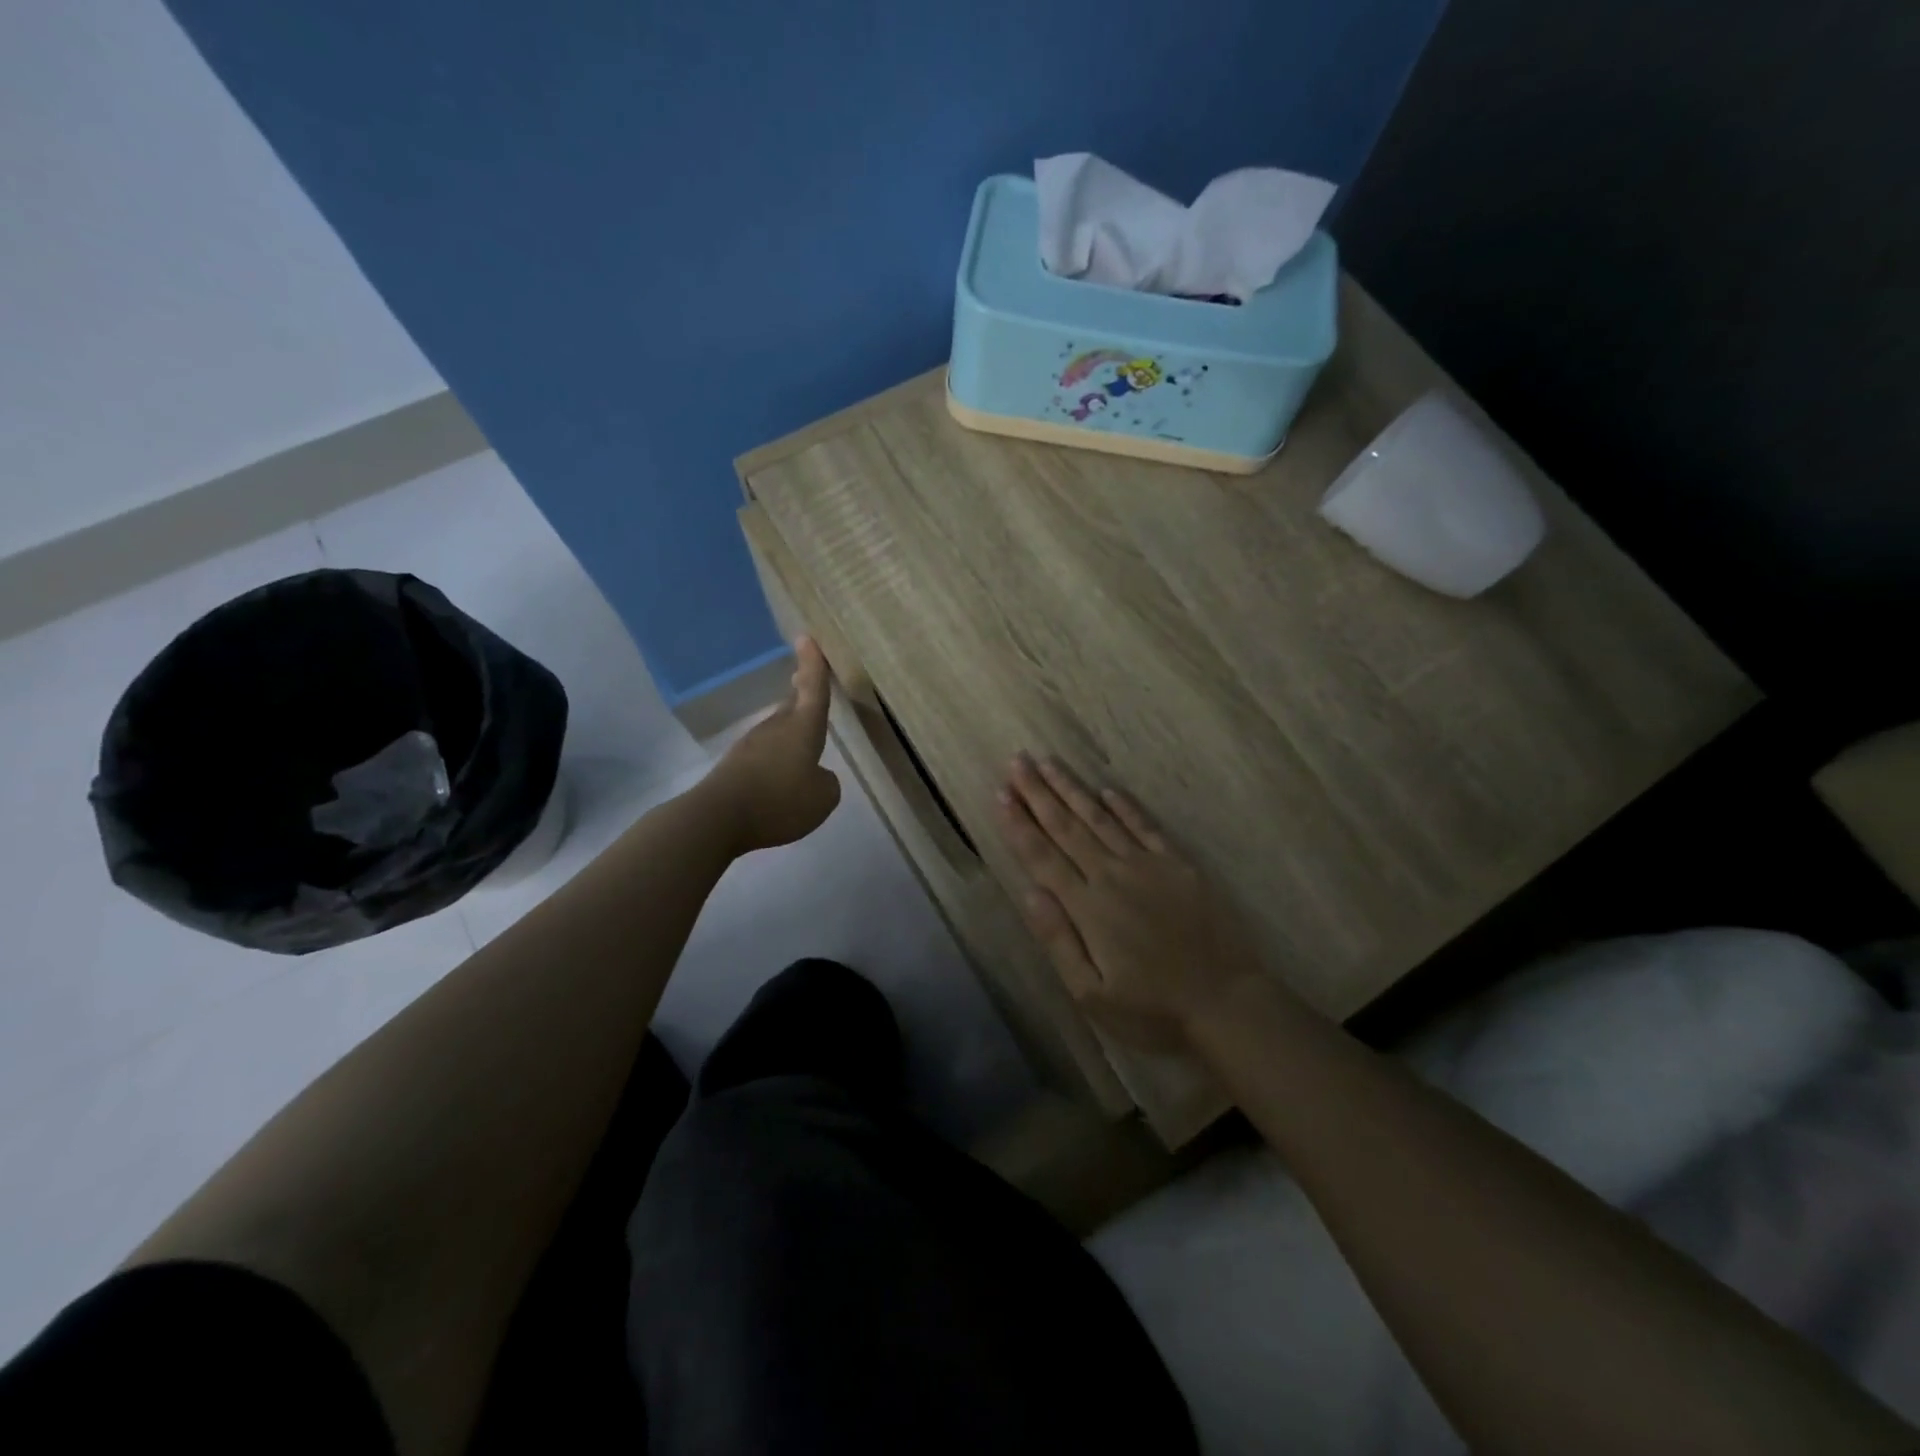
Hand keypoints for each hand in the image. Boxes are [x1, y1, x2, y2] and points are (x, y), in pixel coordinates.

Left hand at [703, 638, 841, 854]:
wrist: (717, 818)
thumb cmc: (779, 801)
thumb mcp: (823, 798)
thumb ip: (827, 782)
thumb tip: (817, 776)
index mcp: (802, 728)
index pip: (813, 689)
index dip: (813, 665)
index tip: (806, 637)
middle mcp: (776, 728)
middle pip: (793, 706)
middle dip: (802, 695)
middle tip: (808, 684)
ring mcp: (752, 745)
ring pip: (778, 730)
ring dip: (790, 731)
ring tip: (802, 744)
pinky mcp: (735, 765)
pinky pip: (764, 755)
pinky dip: (776, 758)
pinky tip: (780, 779)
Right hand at [997, 754, 1266, 1050]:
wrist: (1226, 1002)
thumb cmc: (1152, 1009)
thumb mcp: (1092, 994)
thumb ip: (1058, 940)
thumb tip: (1030, 892)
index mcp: (1087, 906)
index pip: (1043, 856)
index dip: (1019, 824)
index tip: (1000, 793)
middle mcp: (1112, 875)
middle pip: (1067, 827)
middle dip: (1038, 793)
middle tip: (1017, 760)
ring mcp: (1148, 865)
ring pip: (1100, 818)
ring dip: (1072, 789)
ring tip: (1049, 763)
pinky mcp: (1179, 865)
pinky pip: (1145, 826)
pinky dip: (1125, 806)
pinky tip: (1107, 789)